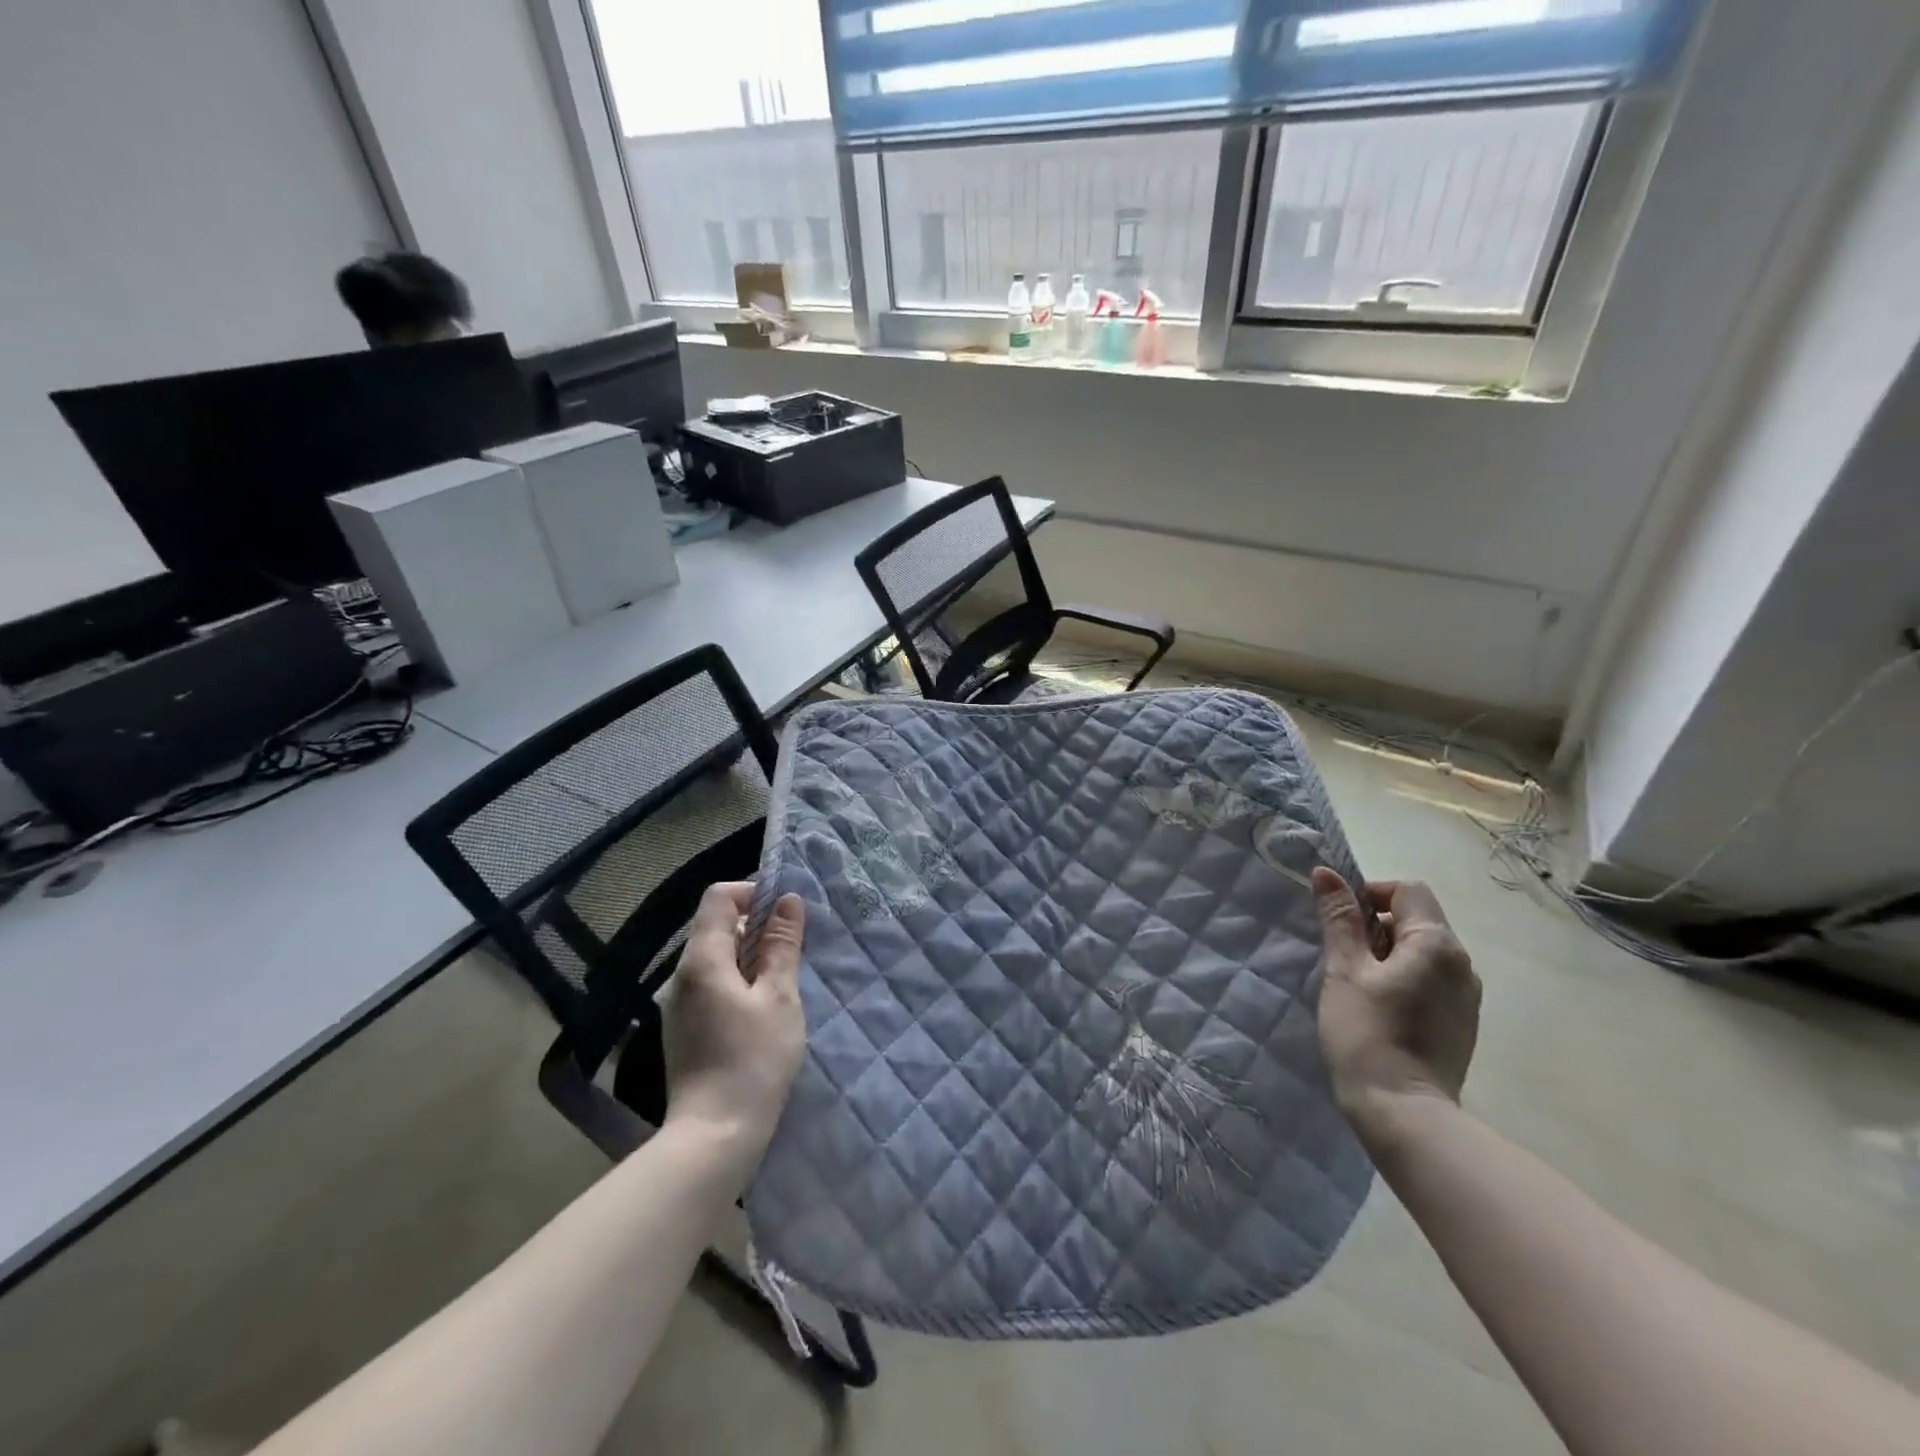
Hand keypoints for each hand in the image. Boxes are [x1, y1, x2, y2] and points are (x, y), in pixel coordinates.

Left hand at [662, 882, 805, 1172]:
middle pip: (716, 926)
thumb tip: (788, 901)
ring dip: (750, 956)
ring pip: (716, 958)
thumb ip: (782, 945)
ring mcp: (679, 1004)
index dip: (752, 893)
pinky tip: (762, 1010)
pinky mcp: (684, 1028)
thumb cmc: (753, 1059)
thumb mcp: (779, 997)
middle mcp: (682, 976)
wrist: (714, 1135)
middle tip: (792, 951)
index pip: (718, 898)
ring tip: (783, 982)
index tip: (784, 914)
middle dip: (756, 927)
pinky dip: (738, 981)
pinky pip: (711, 984)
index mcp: (702, 960)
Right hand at [1311, 868, 1480, 1143]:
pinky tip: (1380, 1008)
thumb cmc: (1367, 1033)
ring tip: (1358, 985)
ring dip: (1389, 953)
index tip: (1340, 922)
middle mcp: (1463, 963)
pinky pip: (1431, 979)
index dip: (1369, 895)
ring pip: (1423, 950)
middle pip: (1417, 919)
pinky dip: (1404, 978)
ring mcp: (1467, 996)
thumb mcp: (1344, 970)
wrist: (1404, 1113)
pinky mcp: (1461, 1022)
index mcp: (1437, 944)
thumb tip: (1326, 873)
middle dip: (1376, 925)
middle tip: (1342, 956)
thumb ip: (1339, 918)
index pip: (1407, 891)